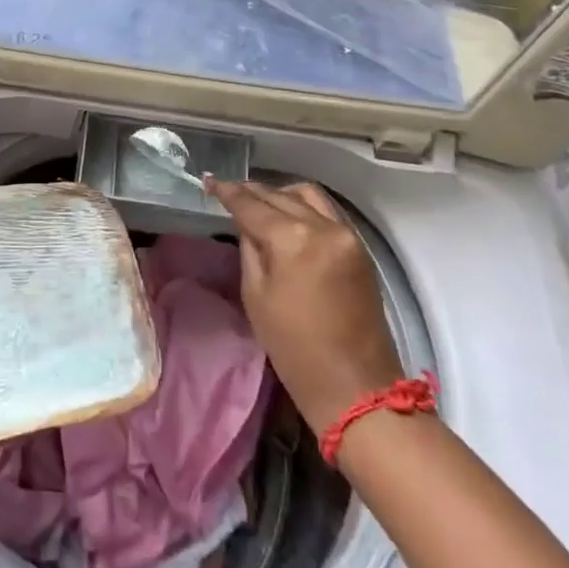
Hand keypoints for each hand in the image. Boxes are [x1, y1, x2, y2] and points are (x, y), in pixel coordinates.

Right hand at [205, 179, 403, 435]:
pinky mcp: (360, 248)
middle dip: (251, 191)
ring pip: (307, 195)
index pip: (252, 205)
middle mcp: (322, 226)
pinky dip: (304, 206)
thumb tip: (246, 223)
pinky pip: (327, 211)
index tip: (209, 180)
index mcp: (292, 239)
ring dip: (280, 193)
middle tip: (228, 191)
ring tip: (260, 203)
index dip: (227, 191)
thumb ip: (249, 249)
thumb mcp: (255, 295)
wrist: (355, 386)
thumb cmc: (294, 347)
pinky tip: (288, 216)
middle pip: (279, 196)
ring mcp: (346, 235)